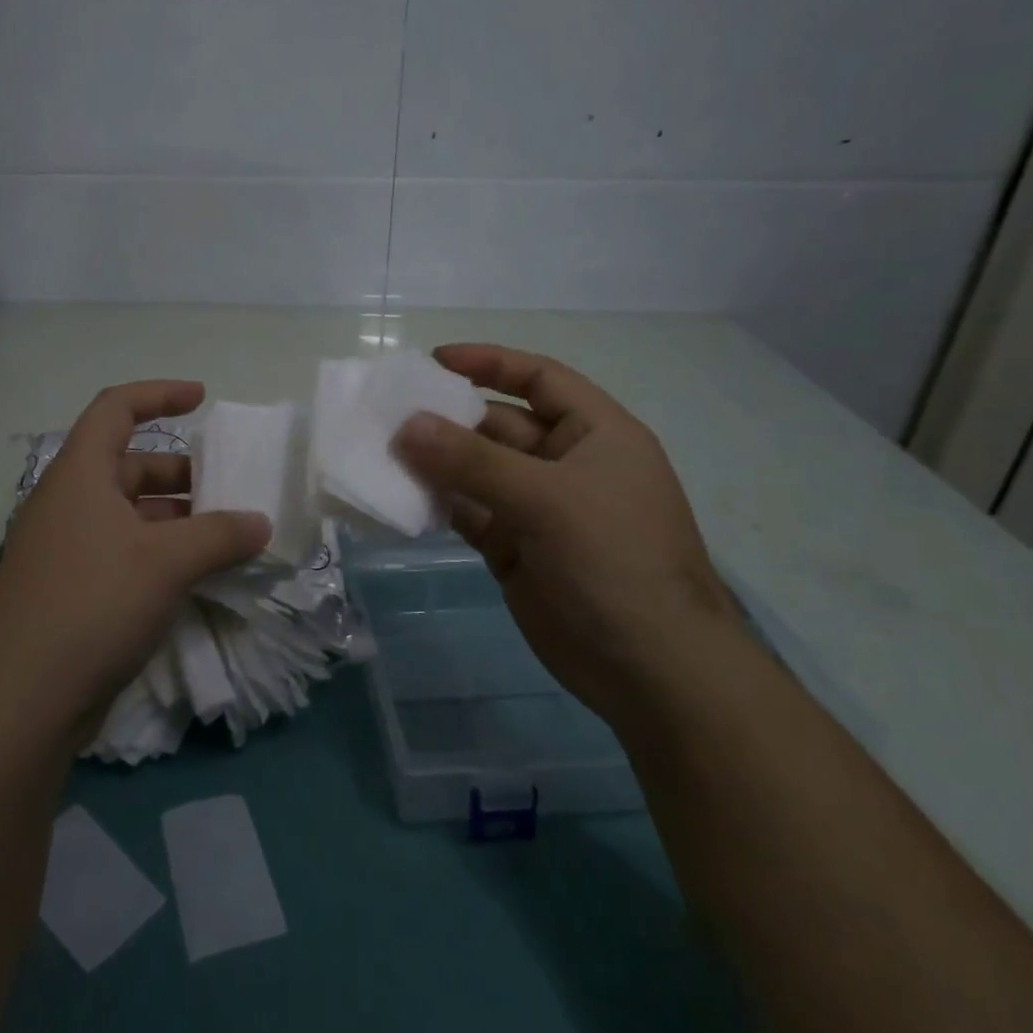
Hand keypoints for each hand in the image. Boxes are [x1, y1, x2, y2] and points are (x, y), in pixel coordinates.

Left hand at [0, 380, 270, 744]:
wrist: (24, 701)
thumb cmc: (95, 604)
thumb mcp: (168, 562)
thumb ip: (221, 535)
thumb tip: (261, 524)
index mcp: (79, 475)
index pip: (116, 409)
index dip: (159, 394)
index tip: (202, 399)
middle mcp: (66, 502)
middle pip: (128, 464)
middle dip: (180, 473)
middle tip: (226, 492)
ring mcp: (63, 548)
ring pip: (127, 513)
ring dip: (174, 518)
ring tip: (221, 538)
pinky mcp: (67, 589)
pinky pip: (120, 550)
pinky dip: (157, 552)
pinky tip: (191, 577)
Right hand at [393, 344, 748, 722]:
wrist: (651, 671)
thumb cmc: (614, 562)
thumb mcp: (547, 499)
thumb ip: (472, 461)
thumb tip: (407, 425)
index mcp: (595, 434)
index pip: (539, 379)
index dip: (490, 363)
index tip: (433, 361)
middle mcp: (566, 464)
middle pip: (498, 426)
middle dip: (448, 419)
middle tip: (389, 415)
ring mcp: (538, 509)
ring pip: (477, 472)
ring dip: (435, 462)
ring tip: (382, 452)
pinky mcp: (515, 549)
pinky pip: (468, 512)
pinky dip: (438, 503)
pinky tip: (399, 497)